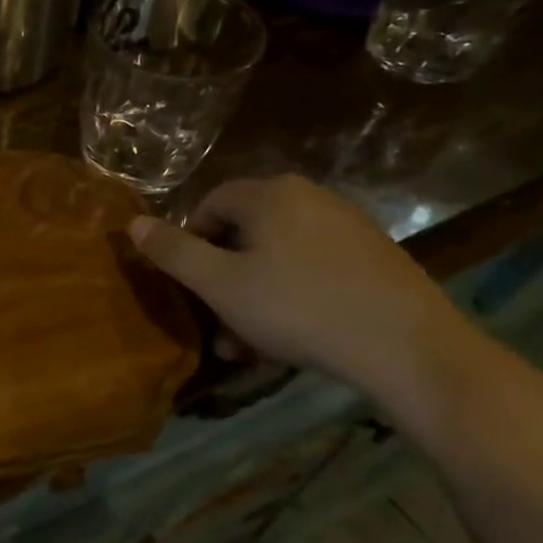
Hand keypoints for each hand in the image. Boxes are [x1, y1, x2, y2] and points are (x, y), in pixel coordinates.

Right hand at [128, 175, 474, 401]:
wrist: (409, 348)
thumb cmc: (299, 309)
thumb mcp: (220, 285)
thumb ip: (173, 251)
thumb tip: (133, 223)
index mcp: (269, 194)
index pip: (207, 205)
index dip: (189, 245)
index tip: (192, 288)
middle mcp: (309, 196)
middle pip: (243, 231)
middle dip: (222, 277)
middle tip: (218, 322)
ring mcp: (346, 224)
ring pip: (276, 254)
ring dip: (252, 293)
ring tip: (250, 341)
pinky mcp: (373, 255)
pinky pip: (311, 266)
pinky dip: (291, 293)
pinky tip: (292, 334)